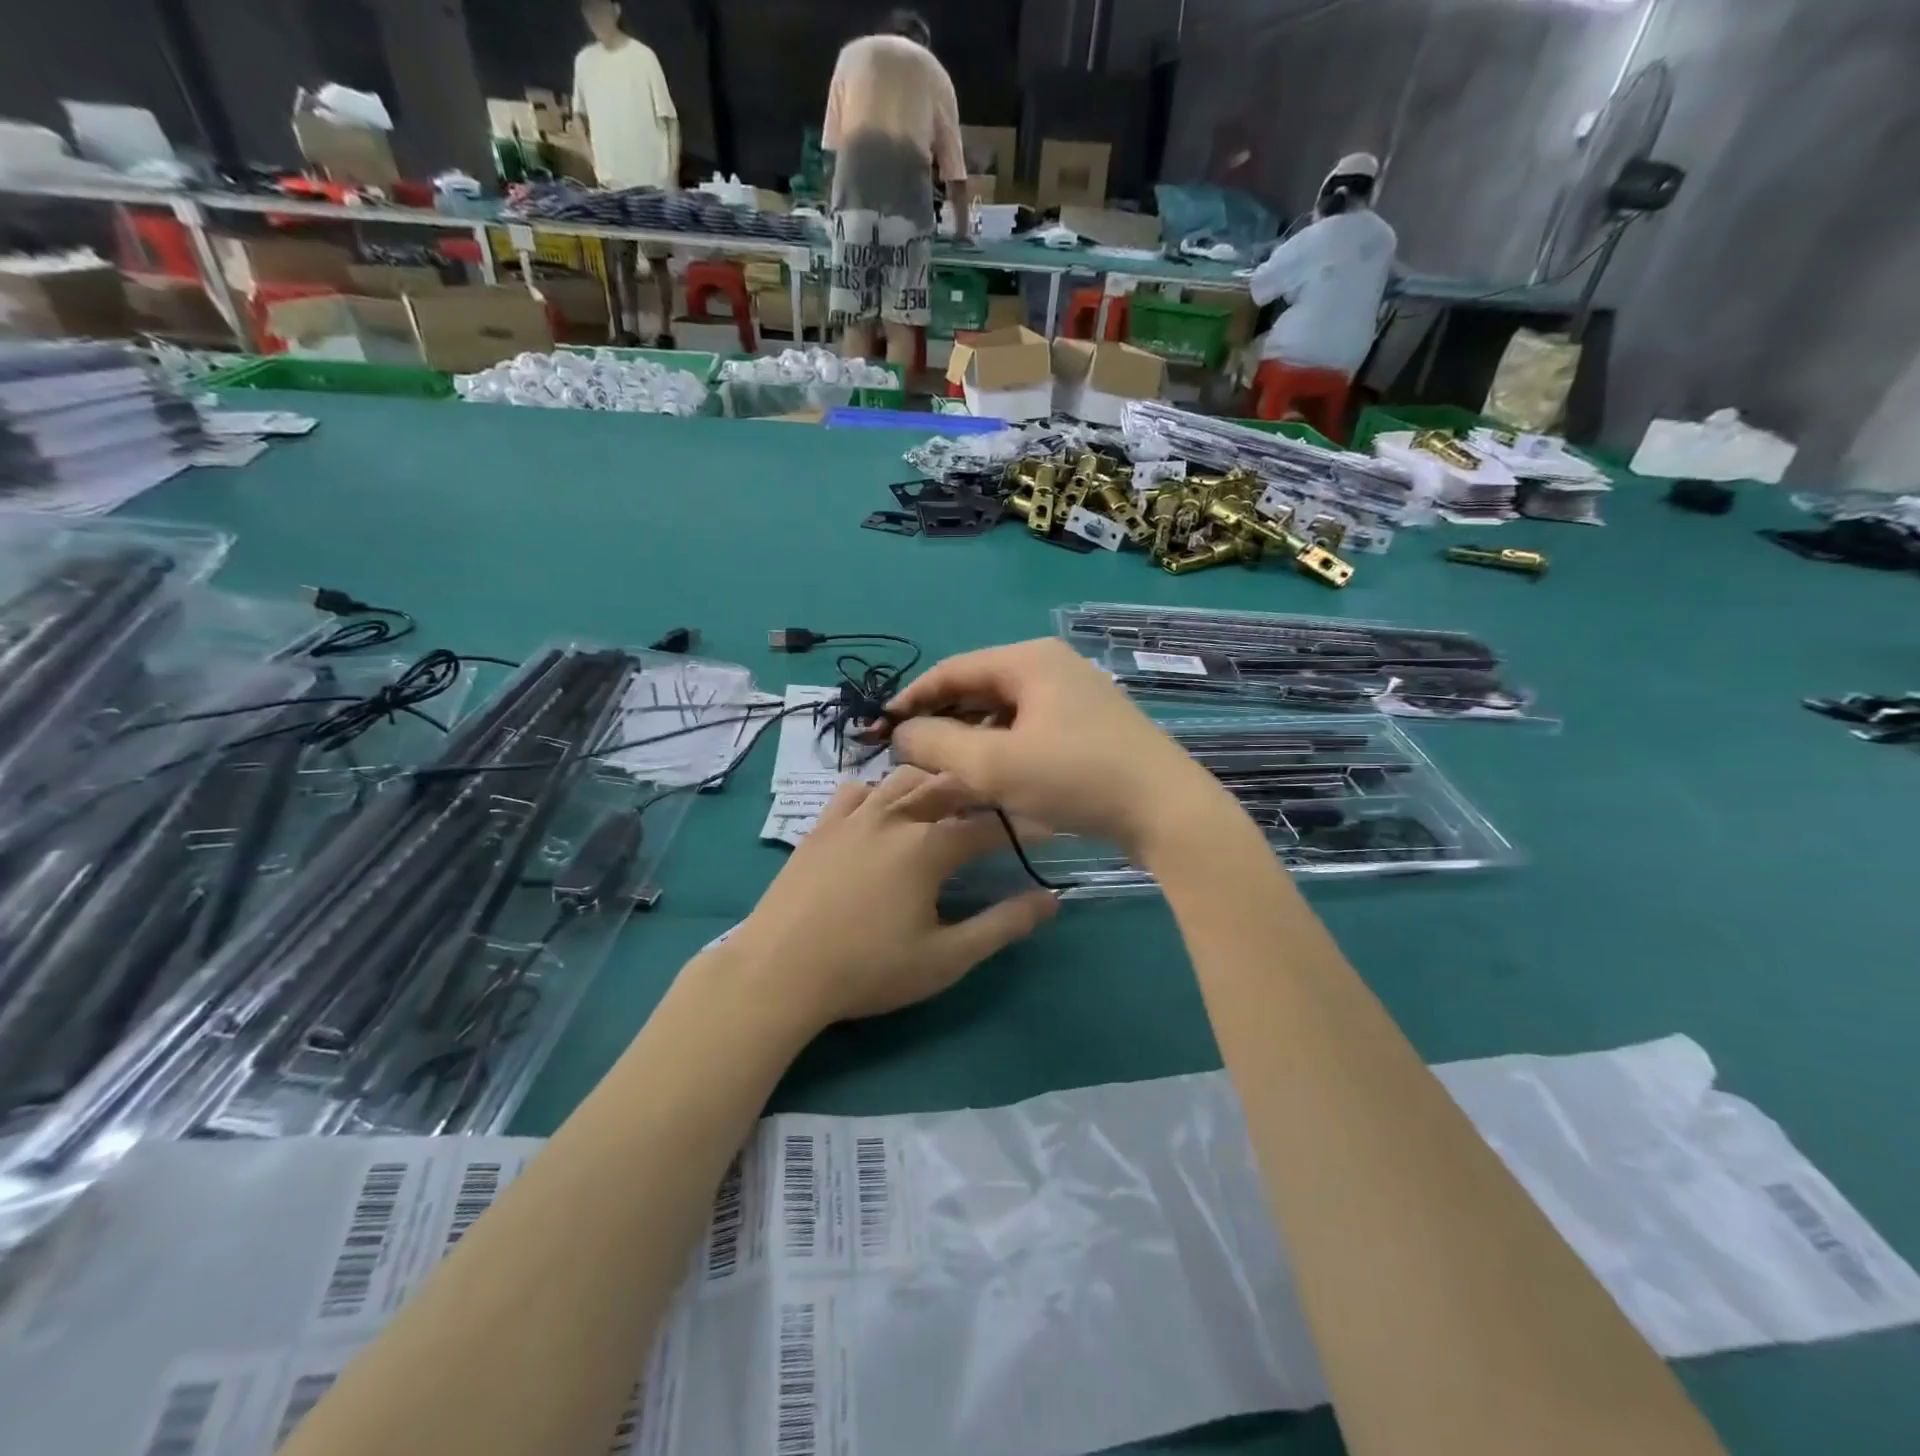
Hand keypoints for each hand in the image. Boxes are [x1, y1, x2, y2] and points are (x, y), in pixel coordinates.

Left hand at [730, 767, 1055, 1026]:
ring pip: (902, 780)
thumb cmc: (868, 970)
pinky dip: (879, 793)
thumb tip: (1051, 899)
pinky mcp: (821, 825)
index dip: (1019, 826)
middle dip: (977, 793)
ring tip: (944, 804)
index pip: (987, 826)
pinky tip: (881, 812)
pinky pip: (856, 791)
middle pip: (946, 787)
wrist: (778, 972)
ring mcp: (853, 816)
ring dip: (930, 785)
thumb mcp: (945, 958)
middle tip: (995, 808)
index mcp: (928, 846)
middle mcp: (894, 817)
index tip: (1043, 827)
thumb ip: (1001, 926)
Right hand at [888, 639, 1234, 856]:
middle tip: (910, 757)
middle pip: (977, 688)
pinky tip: (990, 778)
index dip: (911, 700)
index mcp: (1028, 659)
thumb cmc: (1077, 778)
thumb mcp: (994, 765)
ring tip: (944, 773)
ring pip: (1002, 712)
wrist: (1167, 810)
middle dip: (941, 722)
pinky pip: (1028, 727)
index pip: (951, 670)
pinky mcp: (1088, 724)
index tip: (879, 730)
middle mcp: (1051, 666)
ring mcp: (1074, 694)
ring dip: (970, 739)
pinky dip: (1001, 748)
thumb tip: (901, 733)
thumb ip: (936, 745)